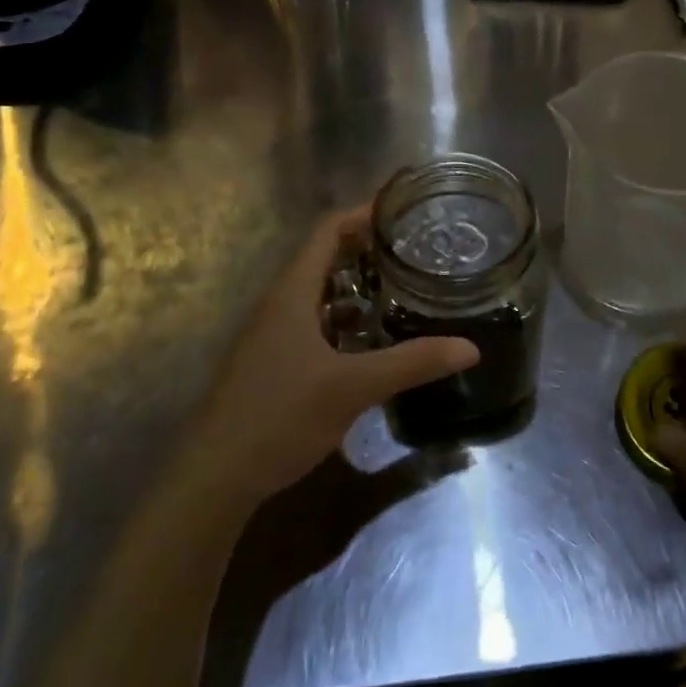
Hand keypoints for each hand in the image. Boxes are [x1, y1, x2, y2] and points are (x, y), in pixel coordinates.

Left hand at [182, 207, 478, 511]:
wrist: (215, 477)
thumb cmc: (280, 415)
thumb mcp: (353, 387)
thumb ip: (412, 363)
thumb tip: (470, 348)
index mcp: (292, 293)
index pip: (327, 231)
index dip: (362, 213)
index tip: (403, 209)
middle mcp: (280, 305)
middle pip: (325, 259)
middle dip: (368, 250)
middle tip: (414, 249)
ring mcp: (273, 335)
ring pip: (321, 295)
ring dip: (358, 287)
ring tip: (403, 288)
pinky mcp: (274, 363)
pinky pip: (315, 325)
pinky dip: (346, 321)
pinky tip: (373, 341)